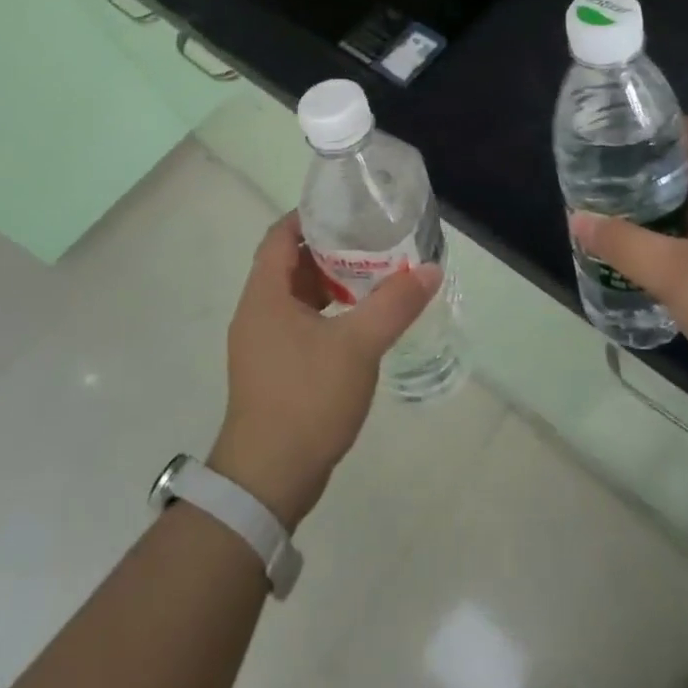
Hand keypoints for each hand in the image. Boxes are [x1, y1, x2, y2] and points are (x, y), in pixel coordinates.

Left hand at [209, 213, 439, 529]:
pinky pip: (298, 324)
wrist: (268, 479)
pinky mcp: (272, 369)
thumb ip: (394, 304)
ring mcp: (262, 344)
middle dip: (328, 249)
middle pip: (288, 263)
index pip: (280, 236)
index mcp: (265, 295)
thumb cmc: (306, 399)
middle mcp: (257, 312)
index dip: (309, 215)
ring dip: (329, 283)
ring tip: (372, 276)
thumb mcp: (358, 346)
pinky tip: (358, 323)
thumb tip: (430, 269)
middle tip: (371, 240)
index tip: (348, 207)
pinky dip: (325, 313)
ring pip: (294, 296)